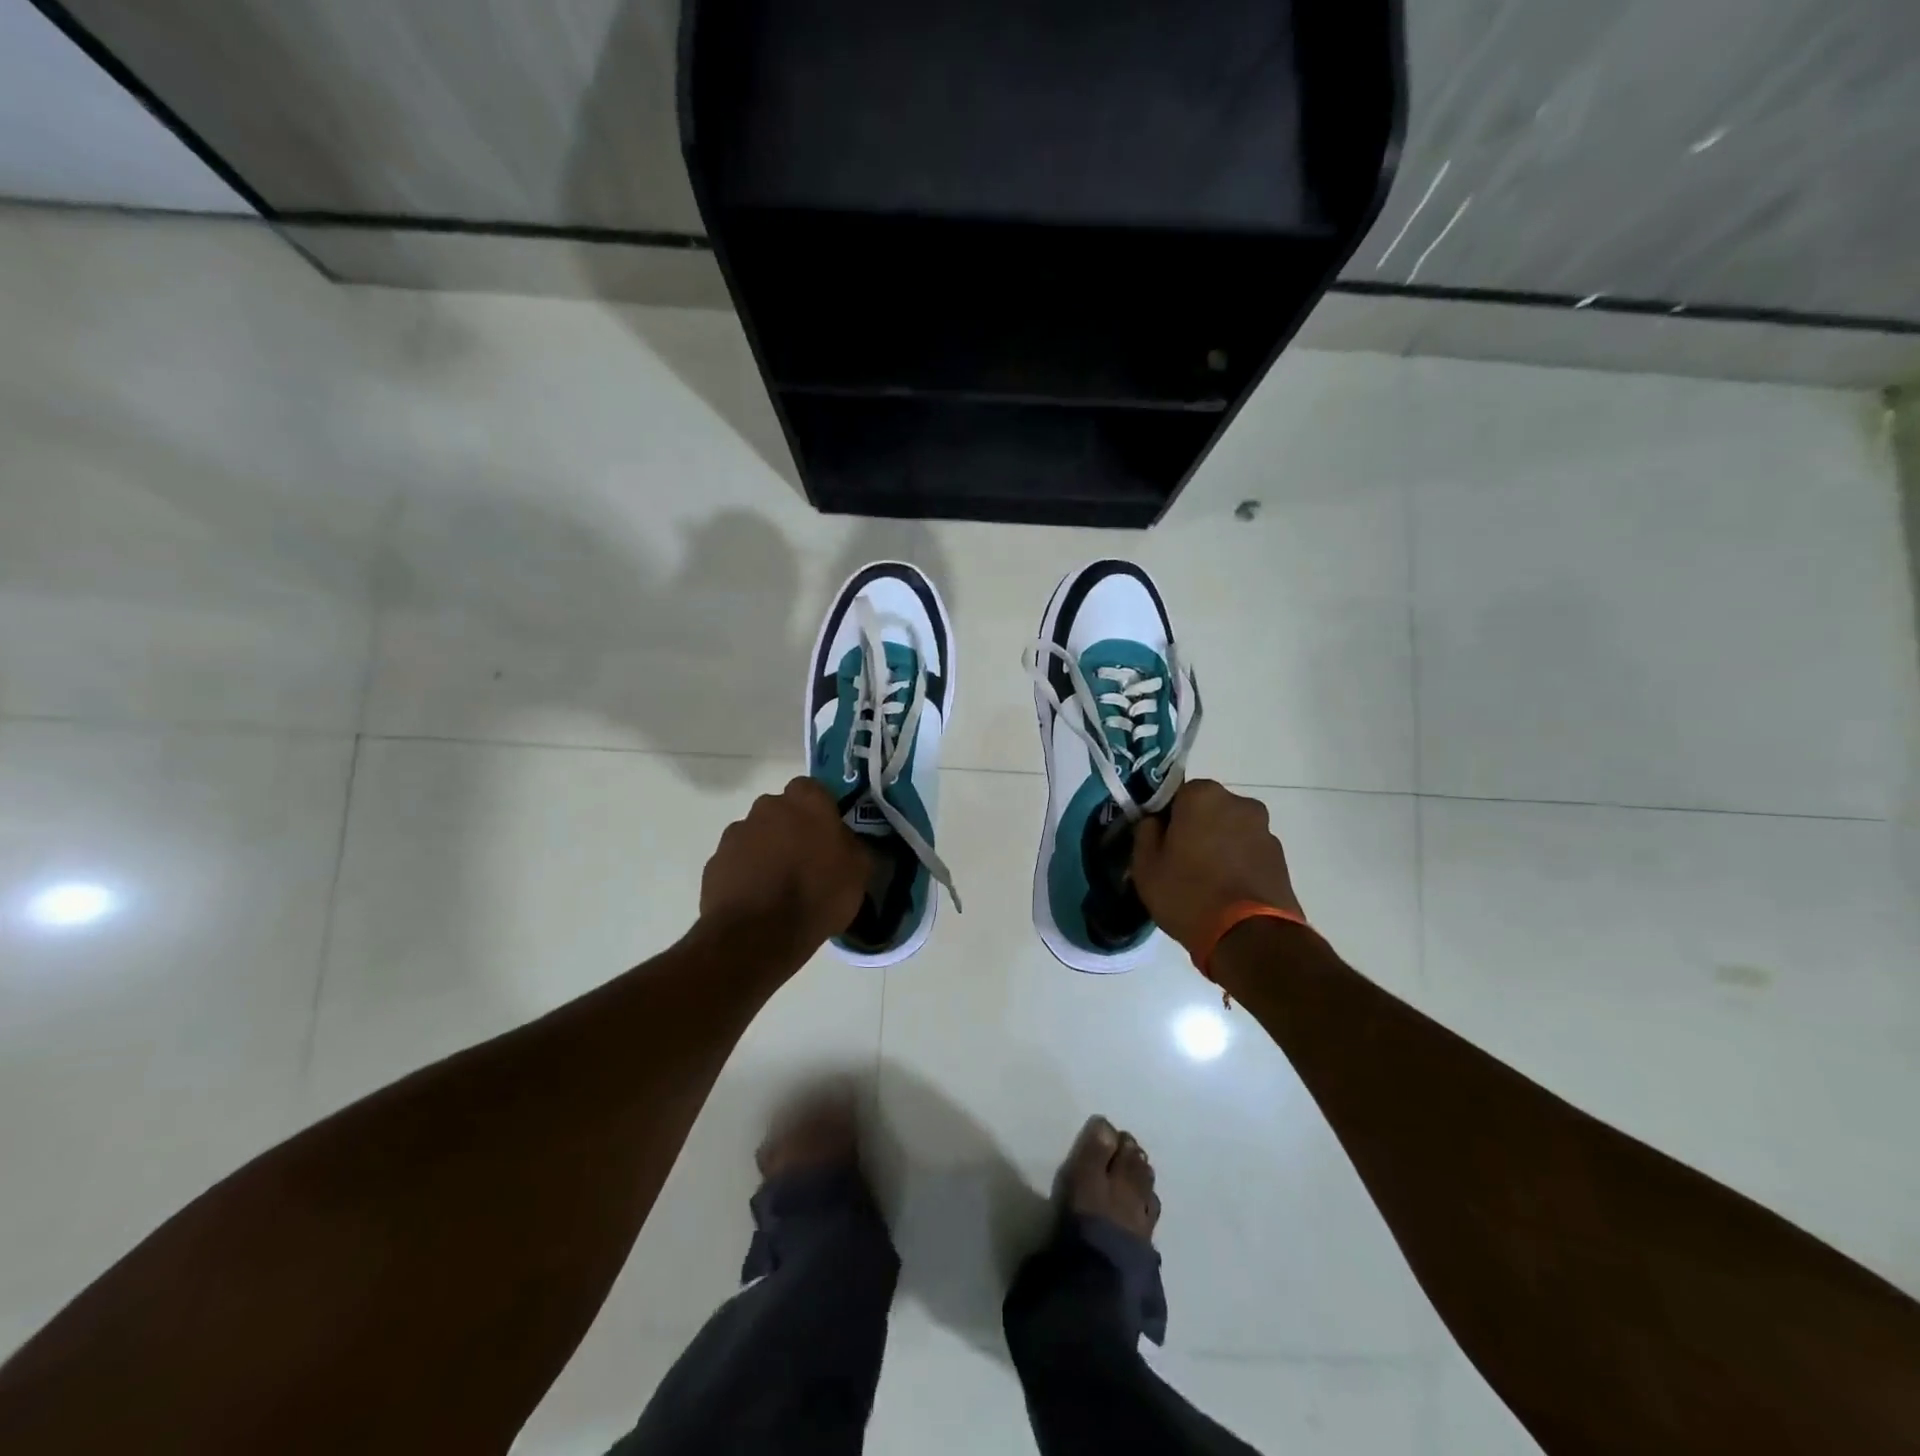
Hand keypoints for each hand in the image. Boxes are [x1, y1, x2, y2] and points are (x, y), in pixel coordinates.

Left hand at [700, 777, 870, 953]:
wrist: (758, 935)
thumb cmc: (818, 895)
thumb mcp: (859, 871)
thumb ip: (851, 844)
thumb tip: (843, 840)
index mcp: (806, 801)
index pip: (813, 789)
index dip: (820, 811)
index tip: (827, 835)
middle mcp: (767, 807)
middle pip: (781, 811)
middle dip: (791, 829)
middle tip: (805, 861)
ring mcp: (736, 833)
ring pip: (757, 835)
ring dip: (766, 851)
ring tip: (778, 886)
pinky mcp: (714, 862)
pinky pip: (737, 862)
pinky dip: (746, 874)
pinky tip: (758, 900)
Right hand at [1131, 779, 1303, 955]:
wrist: (1249, 938)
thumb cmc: (1188, 894)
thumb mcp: (1146, 866)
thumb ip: (1145, 833)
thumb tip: (1154, 822)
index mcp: (1202, 795)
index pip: (1175, 794)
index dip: (1165, 818)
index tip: (1159, 842)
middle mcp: (1239, 803)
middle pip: (1207, 809)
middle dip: (1195, 829)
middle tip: (1179, 862)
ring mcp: (1265, 830)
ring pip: (1230, 831)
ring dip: (1219, 846)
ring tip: (1206, 882)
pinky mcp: (1281, 858)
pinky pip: (1249, 852)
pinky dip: (1238, 864)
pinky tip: (1227, 892)